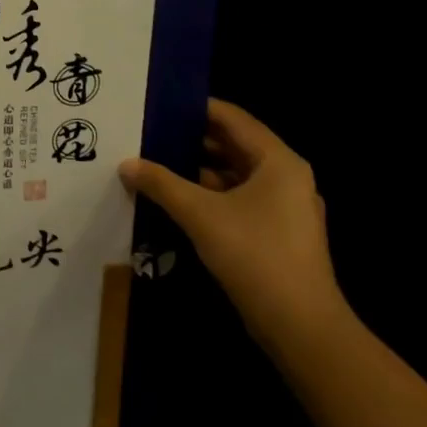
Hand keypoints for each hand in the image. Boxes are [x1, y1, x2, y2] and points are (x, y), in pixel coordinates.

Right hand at [120, 99, 346, 352]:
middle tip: (150, 132)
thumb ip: (161, 183)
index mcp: (278, 162)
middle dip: (192, 140)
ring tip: (155, 163)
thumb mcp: (199, 213)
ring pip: (235, 176)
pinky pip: (238, 201)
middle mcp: (286, 178)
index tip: (161, 102)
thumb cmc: (254, 254)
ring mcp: (284, 208)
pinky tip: (176, 200)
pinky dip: (209, 196)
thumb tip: (127, 163)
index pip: (234, 119)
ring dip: (198, 170)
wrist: (300, 324)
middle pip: (234, 146)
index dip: (198, 108)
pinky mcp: (276, 234)